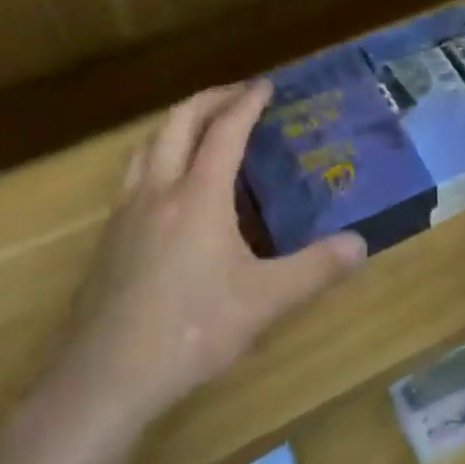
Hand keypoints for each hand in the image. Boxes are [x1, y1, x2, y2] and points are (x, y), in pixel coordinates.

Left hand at [50, 82, 366, 425]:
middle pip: (179, 122)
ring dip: (176, 123)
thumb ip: (315, 270)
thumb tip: (361, 244)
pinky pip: (133, 174)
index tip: (267, 85)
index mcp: (198, 196)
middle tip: (238, 94)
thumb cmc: (190, 331)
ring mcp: (126, 212)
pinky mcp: (107, 238)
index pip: (225, 131)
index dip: (247, 103)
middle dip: (210, 99)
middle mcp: (158, 190)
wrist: (104, 378)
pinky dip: (156, 156)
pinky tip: (168, 188)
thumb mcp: (264, 302)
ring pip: (146, 144)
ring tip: (200, 128)